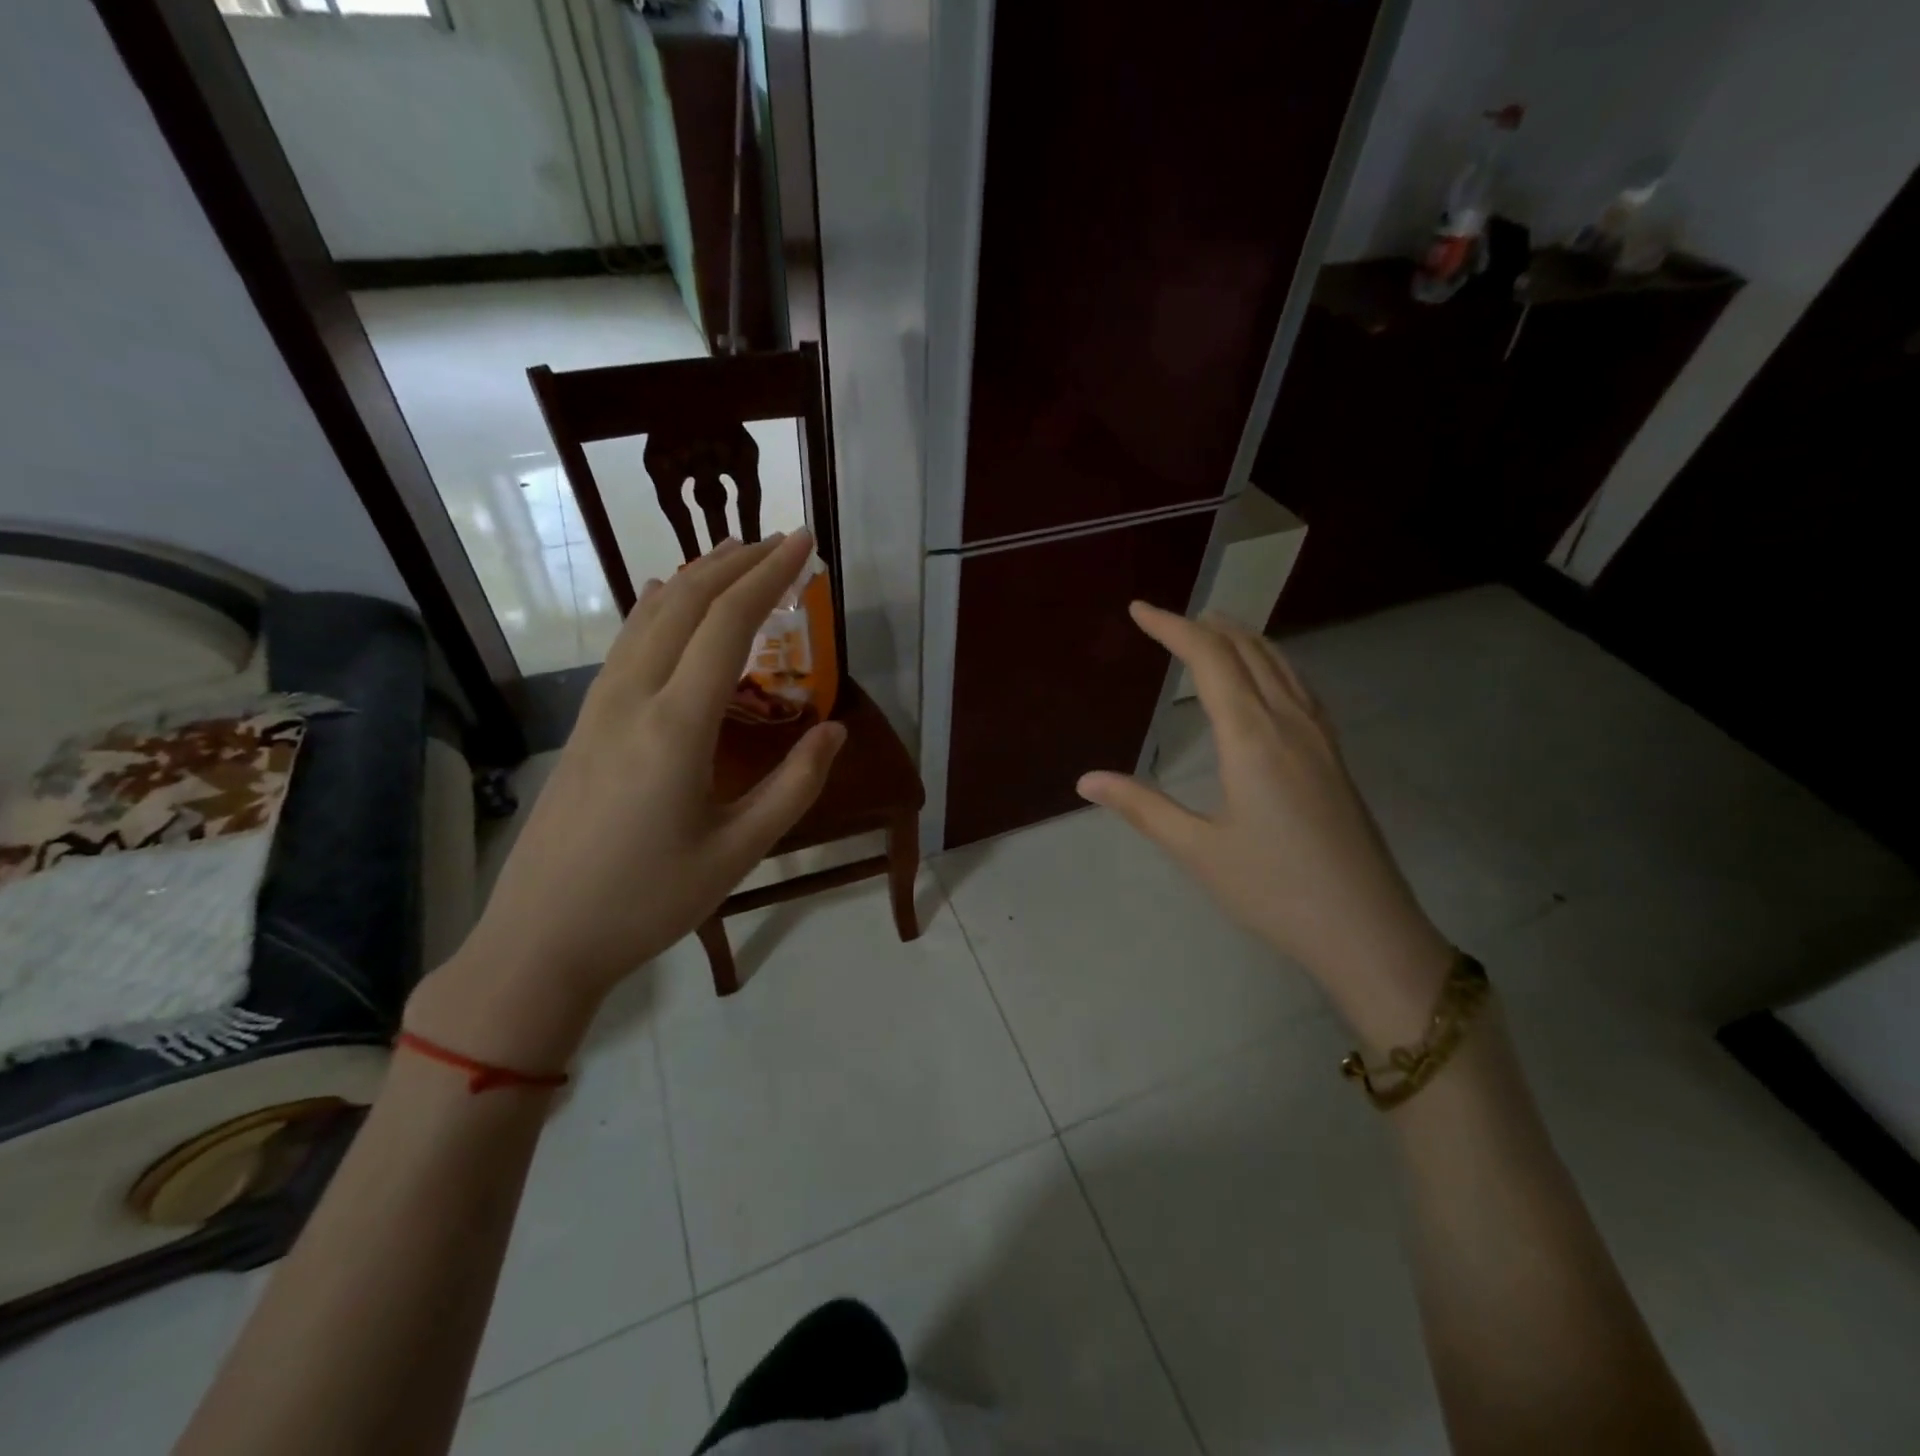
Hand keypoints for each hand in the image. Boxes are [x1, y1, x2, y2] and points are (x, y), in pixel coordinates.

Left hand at [409, 533, 844, 1067]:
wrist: (541, 938)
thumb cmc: (648, 901)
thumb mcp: (737, 852)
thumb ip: (794, 786)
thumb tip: (834, 732)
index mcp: (676, 726)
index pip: (728, 624)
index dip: (769, 576)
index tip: (802, 543)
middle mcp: (633, 698)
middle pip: (684, 603)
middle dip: (735, 563)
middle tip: (779, 543)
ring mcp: (599, 707)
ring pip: (648, 616)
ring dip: (696, 578)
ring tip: (735, 560)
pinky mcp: (585, 723)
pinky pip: (628, 644)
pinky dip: (662, 609)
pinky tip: (673, 609)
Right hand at [1077, 603, 1452, 1048]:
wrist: (1367, 929)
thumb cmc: (1274, 890)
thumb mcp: (1197, 851)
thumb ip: (1141, 807)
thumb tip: (1086, 779)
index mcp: (1251, 737)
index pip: (1209, 659)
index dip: (1172, 627)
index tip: (1139, 610)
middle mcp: (1289, 722)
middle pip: (1247, 650)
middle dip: (1205, 626)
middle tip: (1167, 619)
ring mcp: (1319, 737)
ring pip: (1280, 664)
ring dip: (1241, 638)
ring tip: (1211, 631)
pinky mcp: (1334, 755)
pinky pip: (1298, 686)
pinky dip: (1270, 663)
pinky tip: (1263, 679)